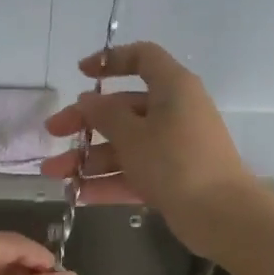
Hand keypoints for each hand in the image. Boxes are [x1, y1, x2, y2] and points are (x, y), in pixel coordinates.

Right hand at [40, 42, 262, 257]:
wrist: (221, 215)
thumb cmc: (174, 162)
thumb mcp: (132, 135)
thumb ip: (104, 115)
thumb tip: (88, 100)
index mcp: (172, 88)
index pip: (143, 59)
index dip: (111, 60)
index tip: (81, 73)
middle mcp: (174, 112)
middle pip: (123, 108)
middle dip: (85, 122)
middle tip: (53, 133)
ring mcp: (173, 148)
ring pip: (125, 145)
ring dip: (89, 158)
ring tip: (54, 174)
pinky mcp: (172, 179)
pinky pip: (135, 173)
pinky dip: (109, 181)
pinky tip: (77, 194)